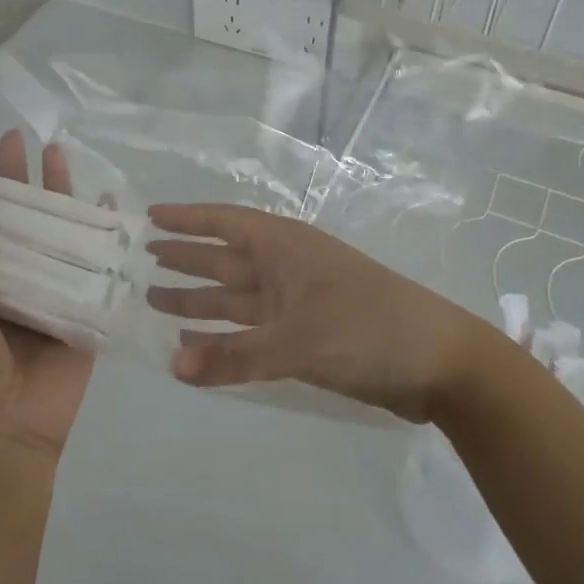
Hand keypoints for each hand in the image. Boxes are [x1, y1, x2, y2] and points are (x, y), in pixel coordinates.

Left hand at [0, 131, 94, 475]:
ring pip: (55, 230)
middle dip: (17, 178)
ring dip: (57, 193)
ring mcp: (49, 289)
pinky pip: (93, 261)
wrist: (6, 433)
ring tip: (58, 152)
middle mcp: (12, 277)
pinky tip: (107, 200)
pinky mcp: (83, 305)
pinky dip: (101, 231)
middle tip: (16, 136)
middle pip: (17, 217)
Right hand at [145, 204, 483, 422]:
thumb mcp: (298, 340)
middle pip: (225, 259)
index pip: (225, 223)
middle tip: (142, 259)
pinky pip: (252, 332)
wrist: (440, 363)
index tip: (150, 216)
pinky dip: (224, 338)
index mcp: (286, 248)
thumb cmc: (368, 328)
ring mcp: (298, 303)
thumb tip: (172, 367)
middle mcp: (287, 268)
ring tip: (155, 300)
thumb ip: (235, 356)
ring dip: (198, 300)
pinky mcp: (308, 335)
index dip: (187, 219)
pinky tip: (197, 345)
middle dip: (186, 259)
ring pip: (236, 298)